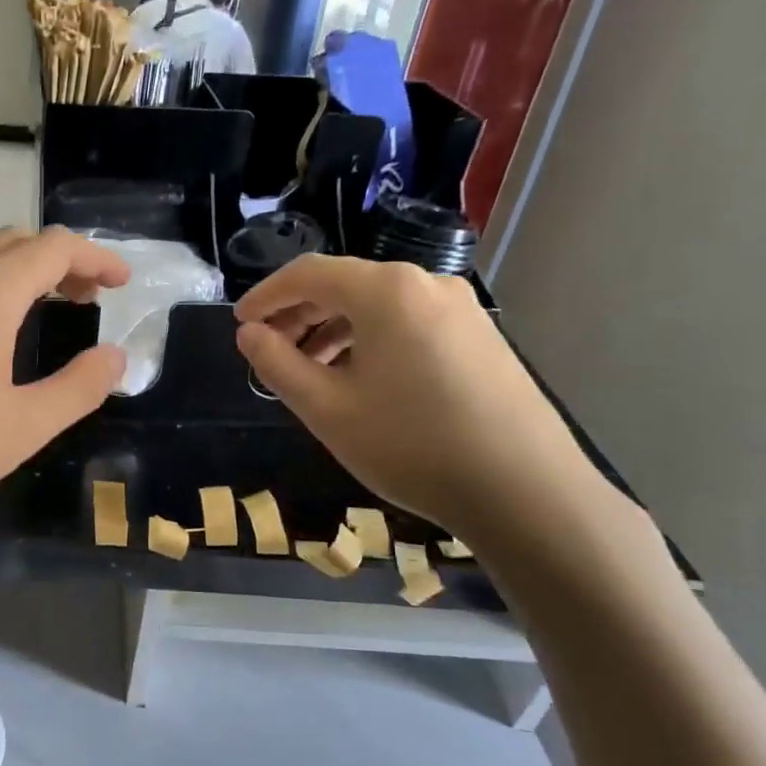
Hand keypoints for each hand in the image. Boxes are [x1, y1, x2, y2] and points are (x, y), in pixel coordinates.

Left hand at [0, 227, 129, 526]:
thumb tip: (115, 358)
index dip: (97, 257)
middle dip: (63, 259)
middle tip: (90, 296)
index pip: (55, 248)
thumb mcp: (21, 428)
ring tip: (47, 303)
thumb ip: (77, 389)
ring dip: (23, 268)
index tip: (122, 282)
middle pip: (18, 241)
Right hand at [234, 256, 603, 538]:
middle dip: (298, 315)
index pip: (308, 273)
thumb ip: (277, 363)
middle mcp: (427, 285)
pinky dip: (371, 341)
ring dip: (333, 330)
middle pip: (345, 285)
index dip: (266, 296)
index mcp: (386, 290)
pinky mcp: (481, 338)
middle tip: (268, 351)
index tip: (239, 324)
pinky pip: (409, 324)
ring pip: (378, 307)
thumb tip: (250, 334)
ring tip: (309, 372)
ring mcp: (461, 310)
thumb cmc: (411, 446)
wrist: (527, 492)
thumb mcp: (326, 408)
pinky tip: (360, 381)